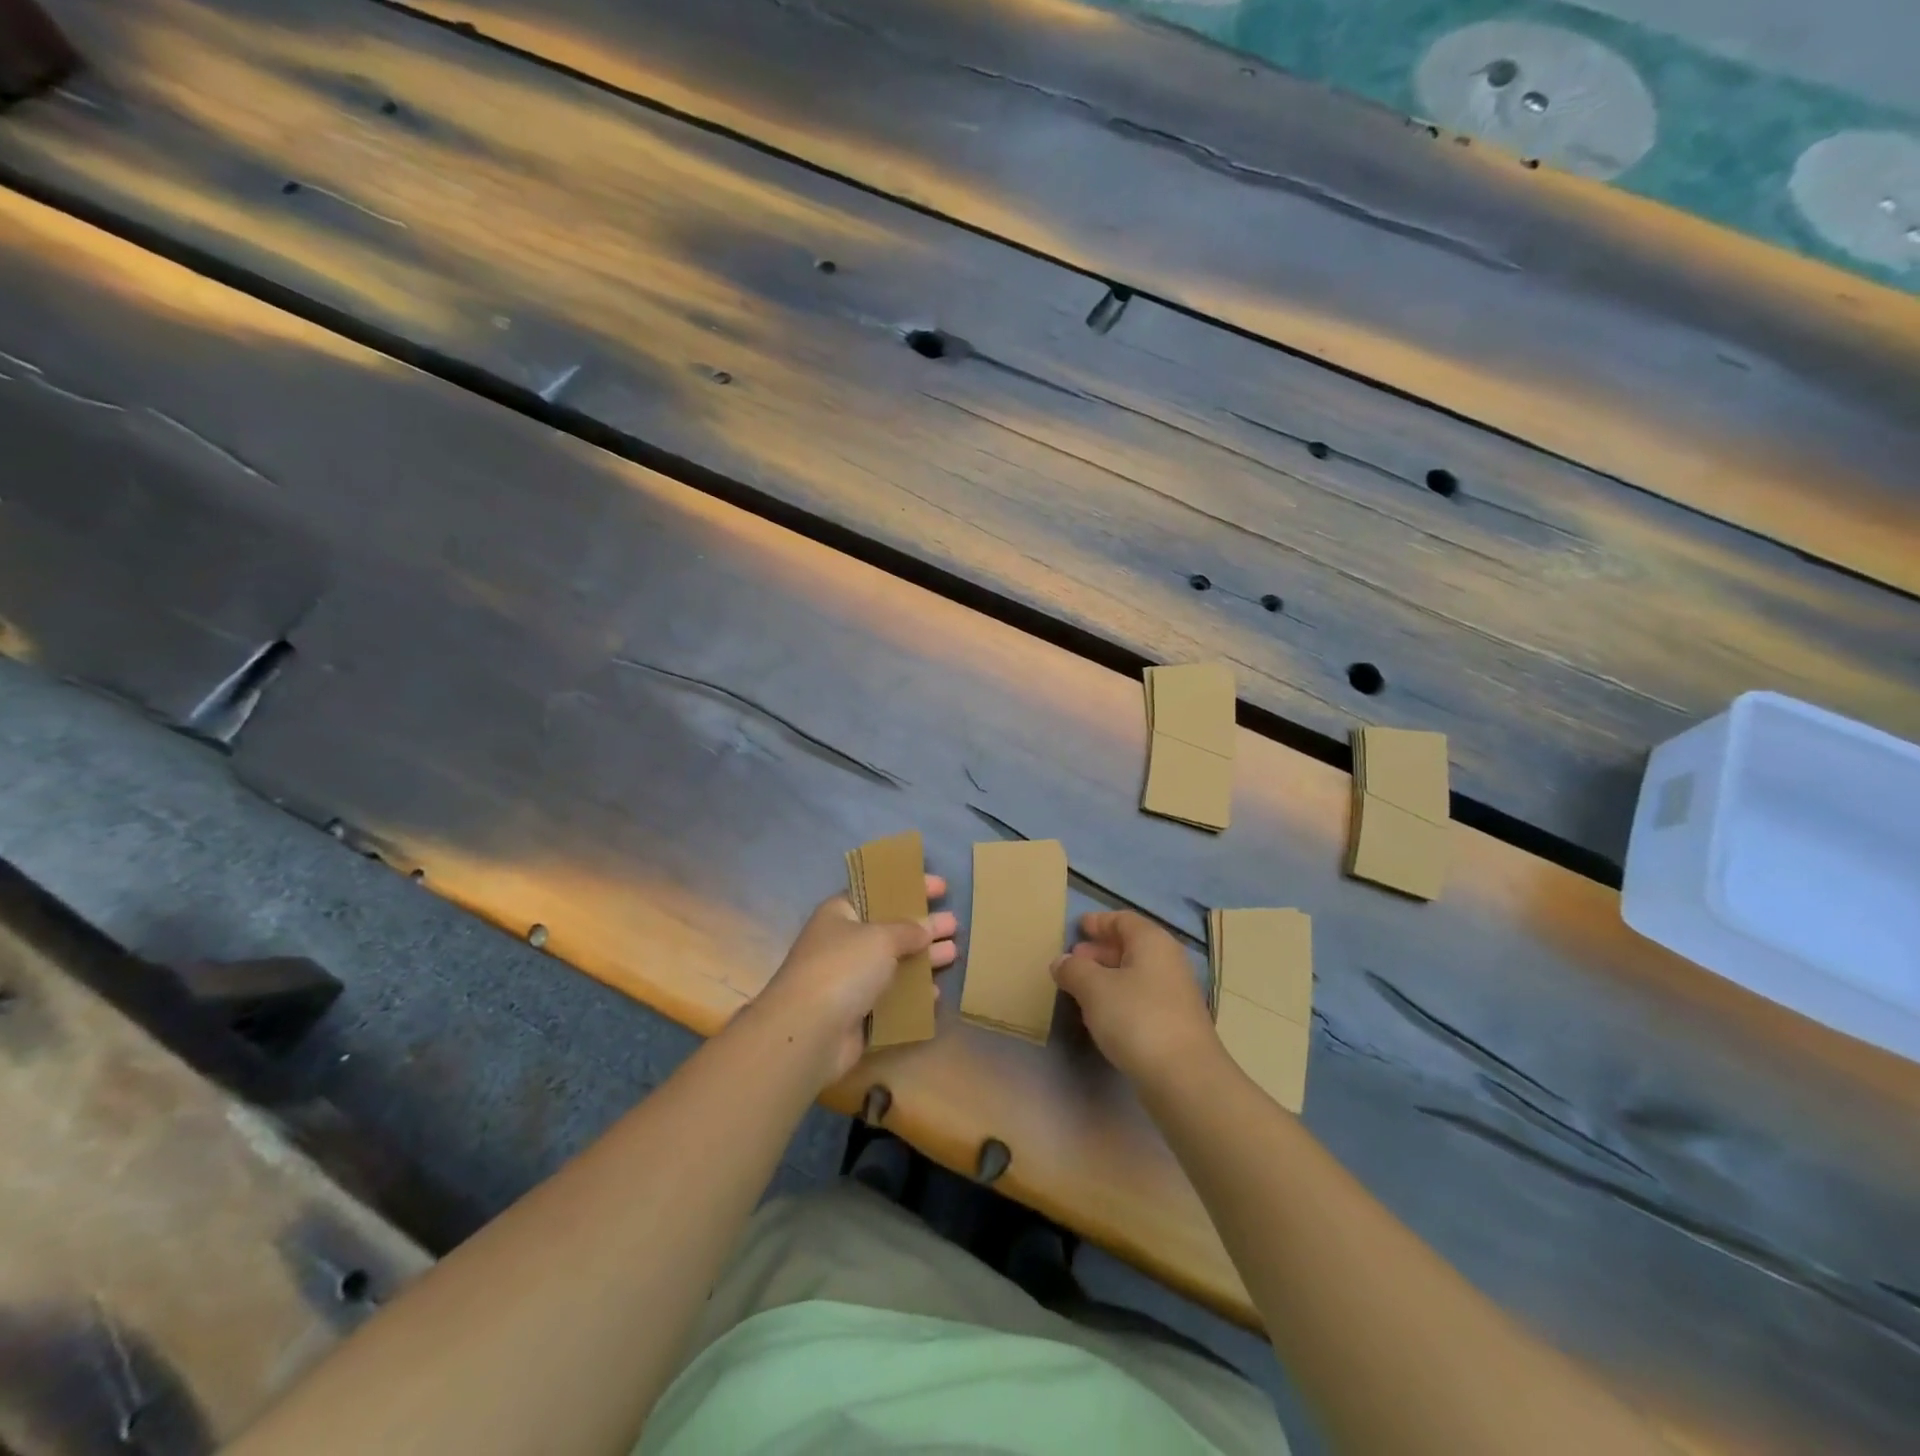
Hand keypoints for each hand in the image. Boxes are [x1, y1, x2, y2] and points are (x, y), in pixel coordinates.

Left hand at [754, 876, 957, 1083]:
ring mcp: (850, 980)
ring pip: (894, 964)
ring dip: (924, 959)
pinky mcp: (857, 1013)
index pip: (878, 891)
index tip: (942, 887)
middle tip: (954, 924)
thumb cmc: (843, 968)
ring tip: (954, 953)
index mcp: (841, 913)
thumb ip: (908, 930)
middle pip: (890, 929)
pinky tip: (936, 993)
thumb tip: (925, 929)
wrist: (809, 1032)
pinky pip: (892, 998)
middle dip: (923, 926)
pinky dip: (913, 994)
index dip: (909, 887)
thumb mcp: (881, 937)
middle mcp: (844, 943)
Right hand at [1053, 910, 1218, 1084]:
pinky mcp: (1175, 1024)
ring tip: (1080, 988)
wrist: (1184, 1078)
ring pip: (1136, 974)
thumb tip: (1062, 961)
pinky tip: (1102, 1015)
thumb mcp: (1094, 988)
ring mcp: (1175, 994)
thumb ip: (1074, 969)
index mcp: (1152, 942)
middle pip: (1131, 946)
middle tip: (1074, 959)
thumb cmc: (1137, 1018)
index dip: (1099, 921)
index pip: (1123, 919)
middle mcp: (1168, 961)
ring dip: (1108, 977)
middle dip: (1101, 950)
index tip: (1078, 926)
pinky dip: (1120, 998)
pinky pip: (1142, 998)